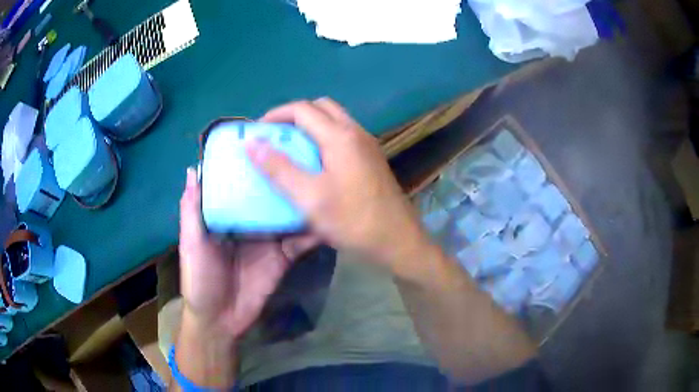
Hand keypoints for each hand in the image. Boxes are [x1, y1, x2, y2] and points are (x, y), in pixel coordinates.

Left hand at [178, 168, 317, 340]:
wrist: (221, 320)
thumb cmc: (200, 279)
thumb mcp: (191, 244)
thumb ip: (192, 210)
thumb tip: (194, 169)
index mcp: (226, 216)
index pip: (240, 184)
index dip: (251, 165)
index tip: (266, 139)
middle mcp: (250, 223)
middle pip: (268, 196)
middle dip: (282, 177)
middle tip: (303, 152)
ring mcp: (269, 239)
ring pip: (287, 214)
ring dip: (301, 199)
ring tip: (320, 175)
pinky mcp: (284, 256)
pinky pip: (299, 240)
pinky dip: (311, 230)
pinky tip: (326, 214)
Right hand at [246, 98, 429, 269]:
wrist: (398, 241)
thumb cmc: (353, 221)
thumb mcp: (309, 197)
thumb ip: (279, 168)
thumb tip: (252, 144)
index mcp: (340, 136)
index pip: (302, 109)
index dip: (276, 114)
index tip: (258, 130)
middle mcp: (356, 132)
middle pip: (321, 107)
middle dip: (295, 115)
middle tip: (276, 135)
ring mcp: (368, 145)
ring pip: (335, 120)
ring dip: (311, 125)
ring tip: (291, 147)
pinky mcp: (372, 159)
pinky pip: (344, 135)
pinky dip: (324, 137)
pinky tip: (315, 162)